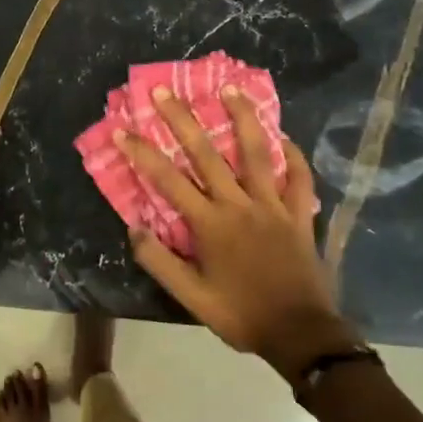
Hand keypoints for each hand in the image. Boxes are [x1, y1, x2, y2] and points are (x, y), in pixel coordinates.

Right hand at [119, 86, 359, 381]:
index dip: (142, 153)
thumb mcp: (191, 298)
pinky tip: (284, 136)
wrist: (300, 334)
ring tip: (230, 88)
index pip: (167, 180)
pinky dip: (293, 155)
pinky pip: (299, 178)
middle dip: (182, 119)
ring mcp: (273, 205)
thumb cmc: (241, 315)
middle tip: (164, 91)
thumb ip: (160, 261)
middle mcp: (239, 204)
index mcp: (210, 224)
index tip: (122, 130)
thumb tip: (133, 227)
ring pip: (256, 153)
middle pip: (207, 154)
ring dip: (242, 118)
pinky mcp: (298, 214)